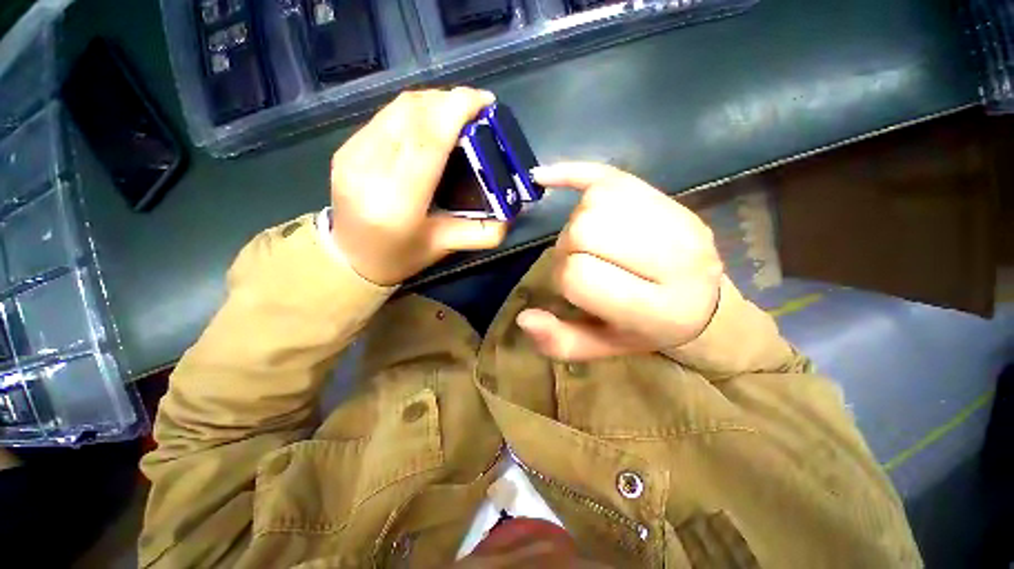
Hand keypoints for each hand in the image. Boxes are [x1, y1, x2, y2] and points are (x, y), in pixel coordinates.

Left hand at [330, 88, 507, 285]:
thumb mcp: (446, 247)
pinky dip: (412, 112)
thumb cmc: (402, 256)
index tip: (484, 102)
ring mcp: (351, 156)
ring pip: (397, 109)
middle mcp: (369, 171)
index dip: (456, 110)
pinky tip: (428, 123)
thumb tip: (511, 211)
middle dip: (448, 101)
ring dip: (431, 102)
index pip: (428, 140)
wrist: (351, 258)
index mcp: (398, 202)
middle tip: (475, 109)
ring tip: (455, 112)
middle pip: (412, 115)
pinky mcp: (344, 149)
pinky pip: (385, 116)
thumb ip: (483, 232)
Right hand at [516, 163, 722, 360]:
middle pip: (586, 230)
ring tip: (588, 242)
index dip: (563, 279)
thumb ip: (561, 341)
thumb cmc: (646, 331)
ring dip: (577, 222)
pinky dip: (573, 173)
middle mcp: (675, 260)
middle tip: (580, 262)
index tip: (572, 288)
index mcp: (655, 309)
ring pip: (595, 202)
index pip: (578, 275)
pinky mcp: (668, 197)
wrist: (705, 306)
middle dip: (568, 247)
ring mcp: (677, 221)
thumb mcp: (602, 348)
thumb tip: (524, 318)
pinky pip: (611, 173)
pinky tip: (545, 178)